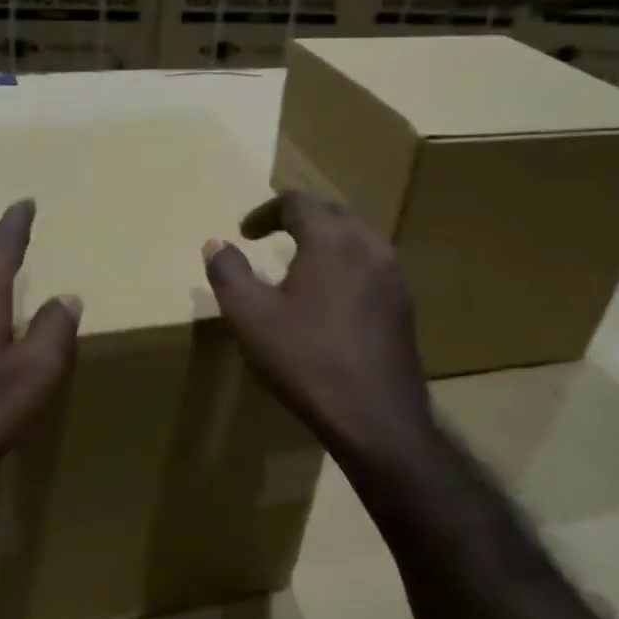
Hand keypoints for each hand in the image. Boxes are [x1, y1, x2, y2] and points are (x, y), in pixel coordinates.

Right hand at [202, 190, 429, 468]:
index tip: (244, 233)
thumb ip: (228, 273)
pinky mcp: (403, 306)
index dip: (266, 211)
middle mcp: (369, 246)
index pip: (299, 201)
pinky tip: (329, 298)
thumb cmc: (305, 360)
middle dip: (297, 218)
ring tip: (298, 264)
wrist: (374, 416)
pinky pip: (370, 266)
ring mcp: (393, 276)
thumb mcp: (250, 316)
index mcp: (332, 240)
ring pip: (356, 239)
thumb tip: (215, 244)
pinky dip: (343, 265)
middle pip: (332, 212)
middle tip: (270, 237)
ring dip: (324, 241)